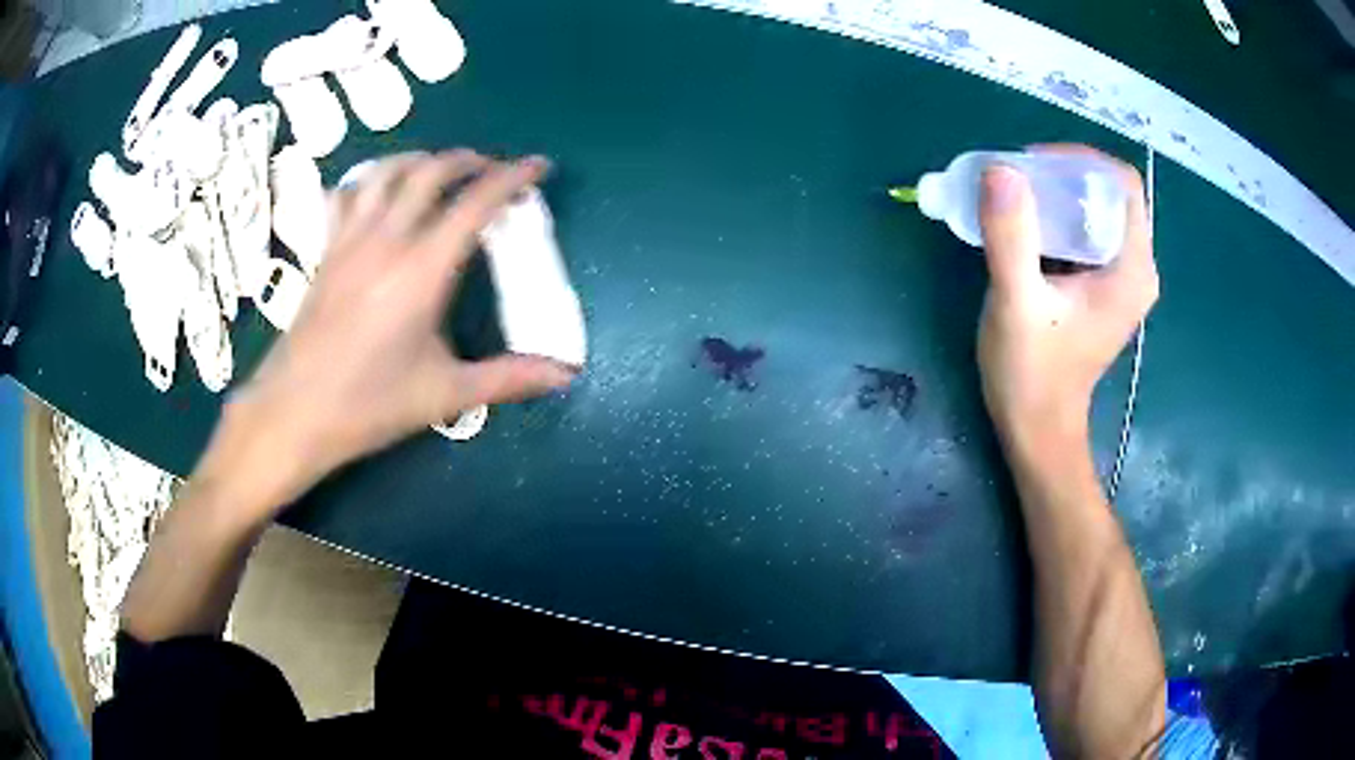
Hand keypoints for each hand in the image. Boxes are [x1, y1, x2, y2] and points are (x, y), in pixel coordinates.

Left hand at [205, 151, 576, 512]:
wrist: (293, 413)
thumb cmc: (369, 406)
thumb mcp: (445, 394)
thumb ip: (509, 378)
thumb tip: (567, 374)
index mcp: (422, 270)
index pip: (475, 203)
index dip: (512, 177)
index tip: (538, 166)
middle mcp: (386, 239)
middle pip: (431, 171)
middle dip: (469, 160)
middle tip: (493, 170)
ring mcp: (349, 240)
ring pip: (387, 171)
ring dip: (422, 160)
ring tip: (441, 171)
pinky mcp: (326, 250)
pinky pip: (349, 194)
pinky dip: (371, 180)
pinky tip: (379, 192)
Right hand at [976, 145, 1157, 458]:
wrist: (1038, 430)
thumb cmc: (1032, 375)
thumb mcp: (1016, 304)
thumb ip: (1011, 237)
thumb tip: (1001, 170)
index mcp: (1131, 270)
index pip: (1122, 184)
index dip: (1079, 161)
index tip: (1033, 165)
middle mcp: (1136, 269)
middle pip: (1110, 193)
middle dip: (1063, 176)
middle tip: (1017, 181)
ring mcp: (1122, 280)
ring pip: (1097, 210)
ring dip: (1058, 195)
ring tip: (1016, 199)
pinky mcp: (1104, 288)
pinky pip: (1087, 232)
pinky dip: (1058, 219)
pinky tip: (1026, 228)